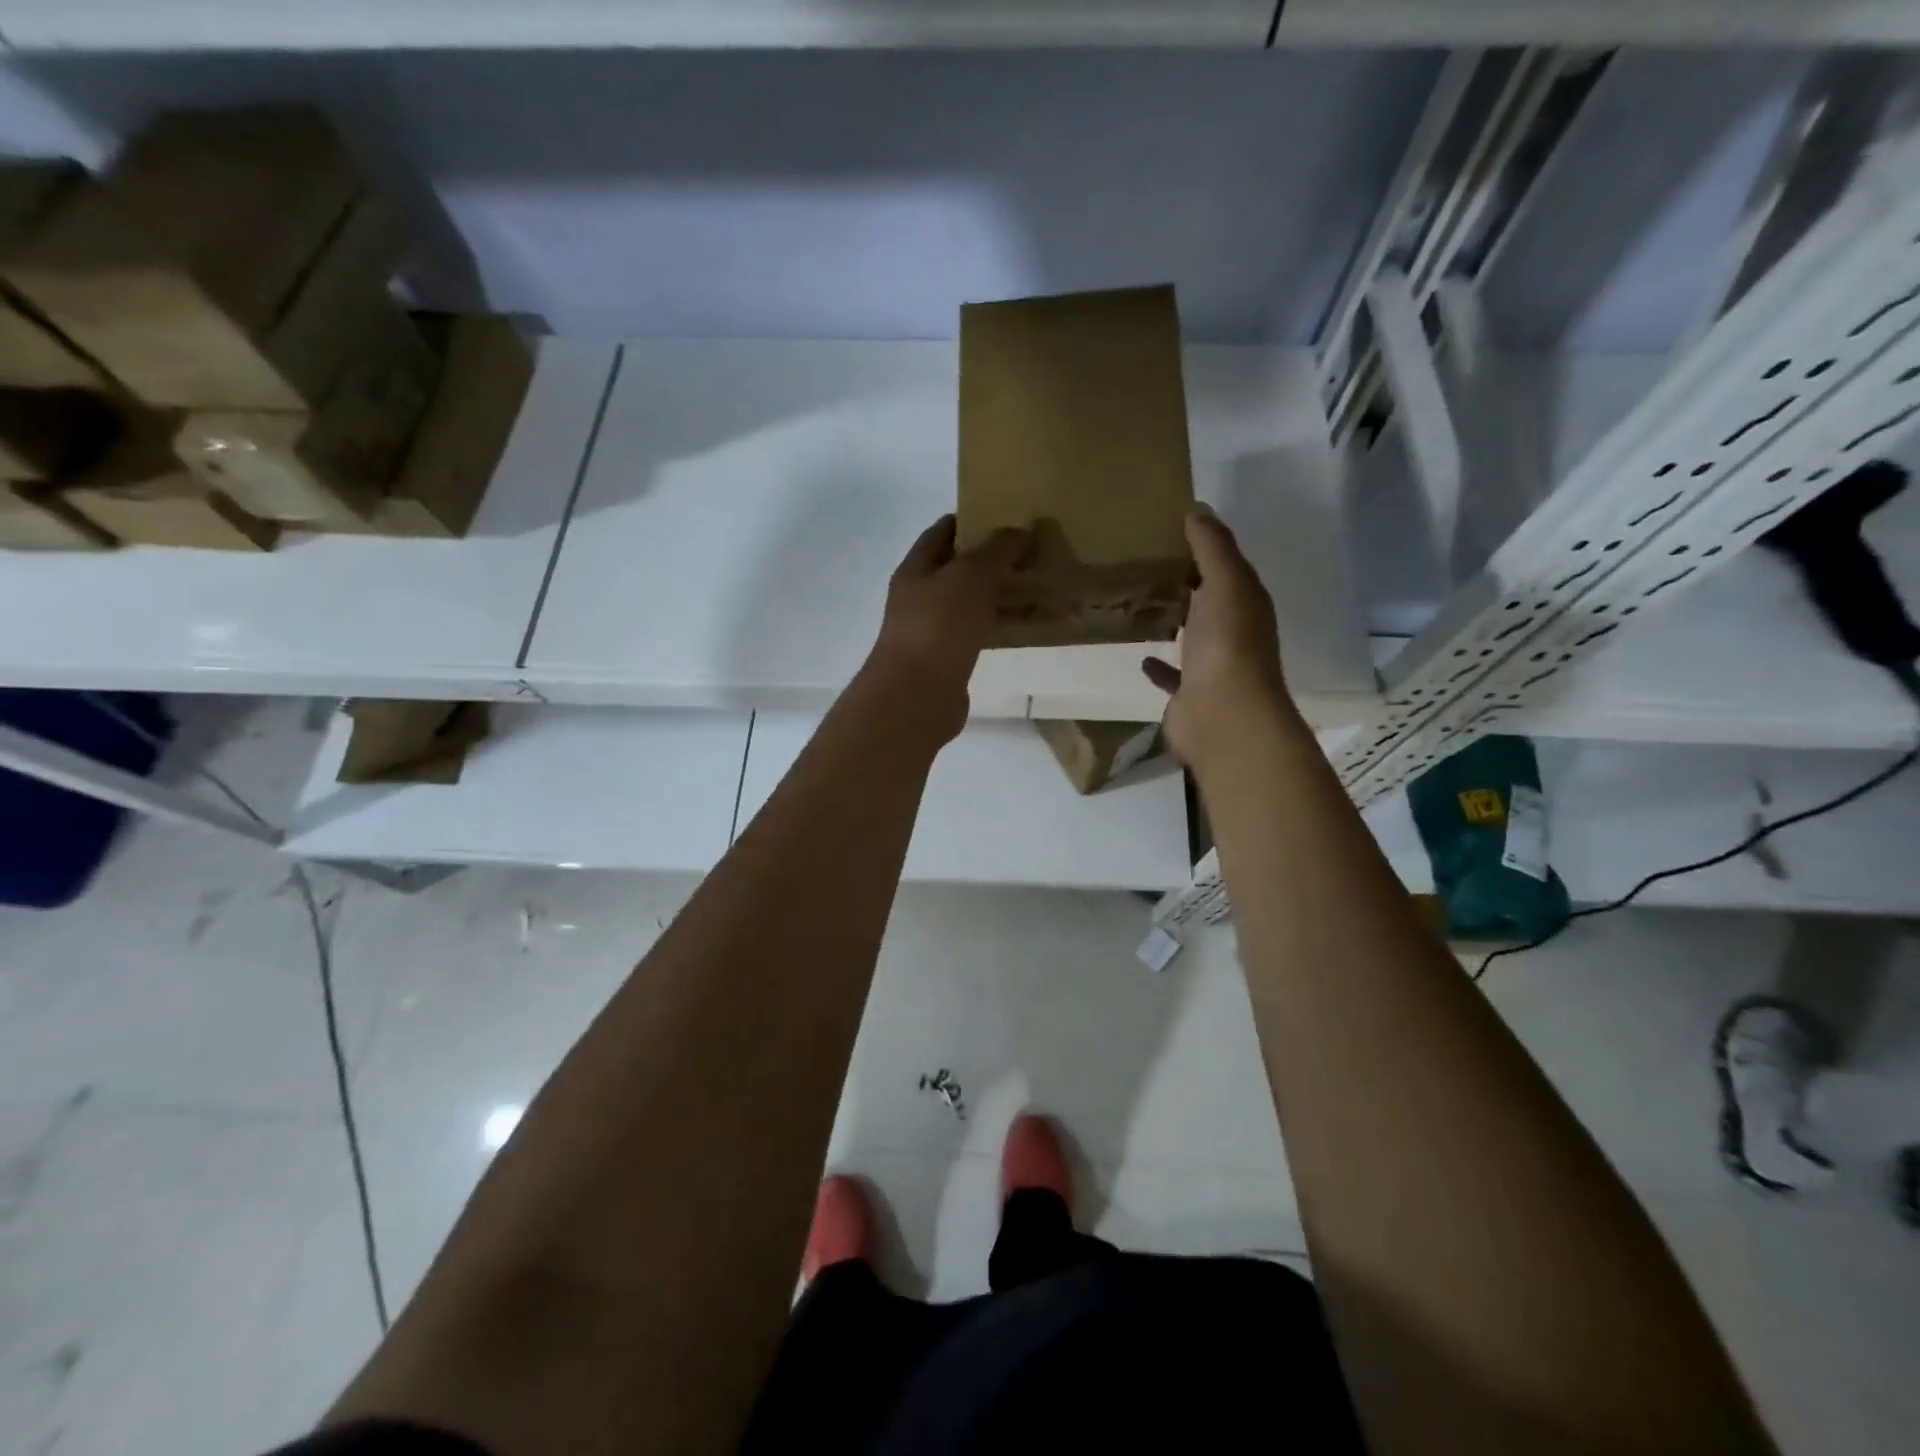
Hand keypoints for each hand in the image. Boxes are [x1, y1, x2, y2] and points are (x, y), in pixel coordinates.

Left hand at [863, 515, 1028, 741]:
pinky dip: (1000, 626)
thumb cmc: (938, 626)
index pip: (941, 533)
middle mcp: (920, 598)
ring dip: (998, 594)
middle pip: (957, 570)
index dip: (969, 520)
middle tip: (1030, 551)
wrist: (917, 696)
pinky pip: (979, 634)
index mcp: (916, 570)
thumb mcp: (970, 576)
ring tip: (1036, 584)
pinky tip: (1026, 625)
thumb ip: (995, 551)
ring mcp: (933, 632)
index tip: (1004, 515)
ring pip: (970, 604)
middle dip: (990, 560)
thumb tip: (1018, 530)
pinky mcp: (949, 661)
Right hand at [1143, 507, 1297, 769]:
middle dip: (1185, 583)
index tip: (1167, 529)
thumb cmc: (1227, 644)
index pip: (1226, 566)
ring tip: (1140, 603)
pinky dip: (1160, 664)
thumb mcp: (1224, 583)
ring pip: (1192, 635)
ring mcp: (1213, 665)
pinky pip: (1173, 673)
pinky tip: (1141, 654)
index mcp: (1246, 602)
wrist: (1223, 716)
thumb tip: (1198, 509)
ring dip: (1174, 620)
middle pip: (1209, 599)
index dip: (1203, 547)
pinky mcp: (1190, 693)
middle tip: (1145, 561)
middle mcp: (1234, 631)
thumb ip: (1212, 547)